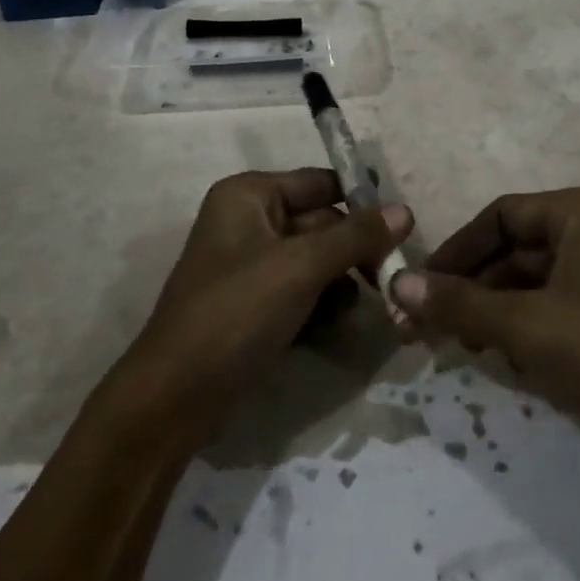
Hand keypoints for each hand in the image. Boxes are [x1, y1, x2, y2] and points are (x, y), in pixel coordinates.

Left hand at [123, 169, 411, 443]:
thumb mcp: (301, 268)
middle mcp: (249, 219)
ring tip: (359, 308)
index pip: (321, 182)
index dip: (361, 202)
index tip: (402, 230)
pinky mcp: (253, 302)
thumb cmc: (236, 312)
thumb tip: (405, 211)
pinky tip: (331, 327)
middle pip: (321, 222)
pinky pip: (300, 289)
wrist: (174, 397)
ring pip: (315, 259)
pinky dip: (320, 303)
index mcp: (250, 194)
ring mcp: (250, 263)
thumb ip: (355, 237)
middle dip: (353, 251)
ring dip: (340, 282)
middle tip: (389, 279)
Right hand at [391, 188, 579, 475]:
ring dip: (490, 310)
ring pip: (529, 282)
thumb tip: (395, 283)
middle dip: (469, 288)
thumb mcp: (523, 325)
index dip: (455, 251)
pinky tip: (500, 359)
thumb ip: (457, 303)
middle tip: (426, 323)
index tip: (419, 286)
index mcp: (579, 212)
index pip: (499, 217)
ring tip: (458, 345)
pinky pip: (551, 307)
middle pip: (512, 250)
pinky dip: (520, 327)